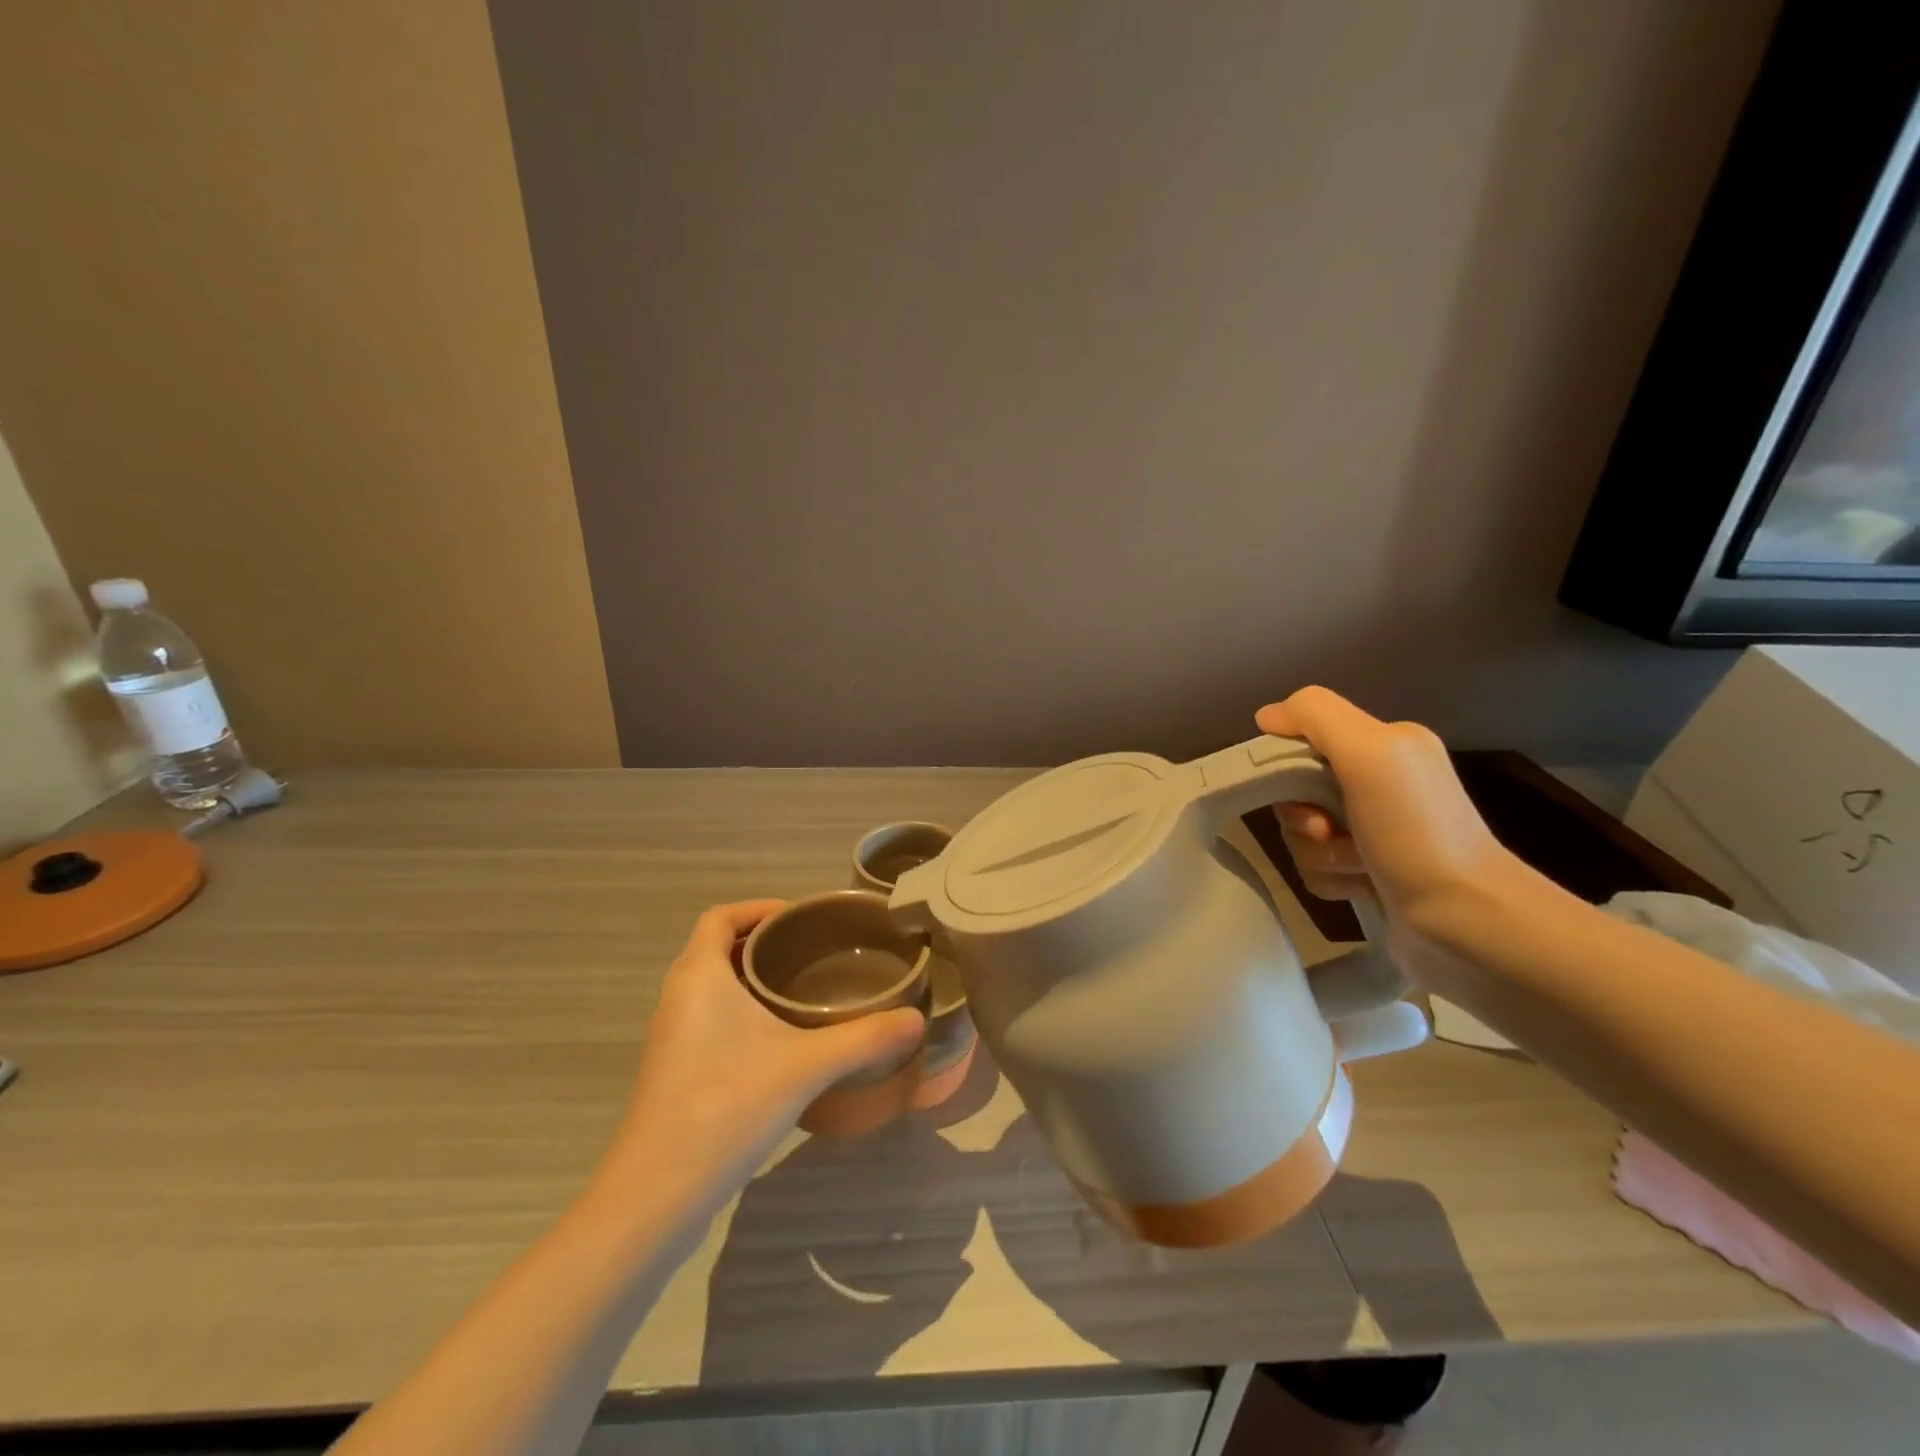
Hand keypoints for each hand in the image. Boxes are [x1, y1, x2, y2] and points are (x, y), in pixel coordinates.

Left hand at [595, 901, 924, 1213]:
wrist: (656, 1193)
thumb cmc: (727, 1104)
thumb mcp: (807, 1066)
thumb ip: (865, 1039)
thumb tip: (917, 1020)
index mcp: (699, 976)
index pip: (721, 917)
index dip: (758, 908)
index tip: (800, 918)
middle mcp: (678, 997)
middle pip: (717, 949)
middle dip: (763, 943)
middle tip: (813, 952)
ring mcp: (672, 1037)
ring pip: (712, 988)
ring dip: (751, 980)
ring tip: (803, 991)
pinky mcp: (674, 1072)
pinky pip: (709, 1020)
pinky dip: (741, 1013)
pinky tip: (779, 1043)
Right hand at [1255, 688, 1528, 978]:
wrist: (1466, 920)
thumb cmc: (1415, 831)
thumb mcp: (1369, 753)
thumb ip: (1315, 716)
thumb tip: (1266, 716)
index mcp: (1385, 745)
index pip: (1303, 738)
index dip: (1287, 763)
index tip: (1298, 789)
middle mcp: (1380, 782)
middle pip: (1296, 789)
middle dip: (1301, 816)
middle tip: (1328, 832)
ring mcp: (1373, 830)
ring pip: (1302, 833)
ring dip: (1318, 853)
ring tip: (1357, 867)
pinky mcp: (1368, 872)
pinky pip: (1316, 867)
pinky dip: (1331, 879)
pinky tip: (1362, 887)